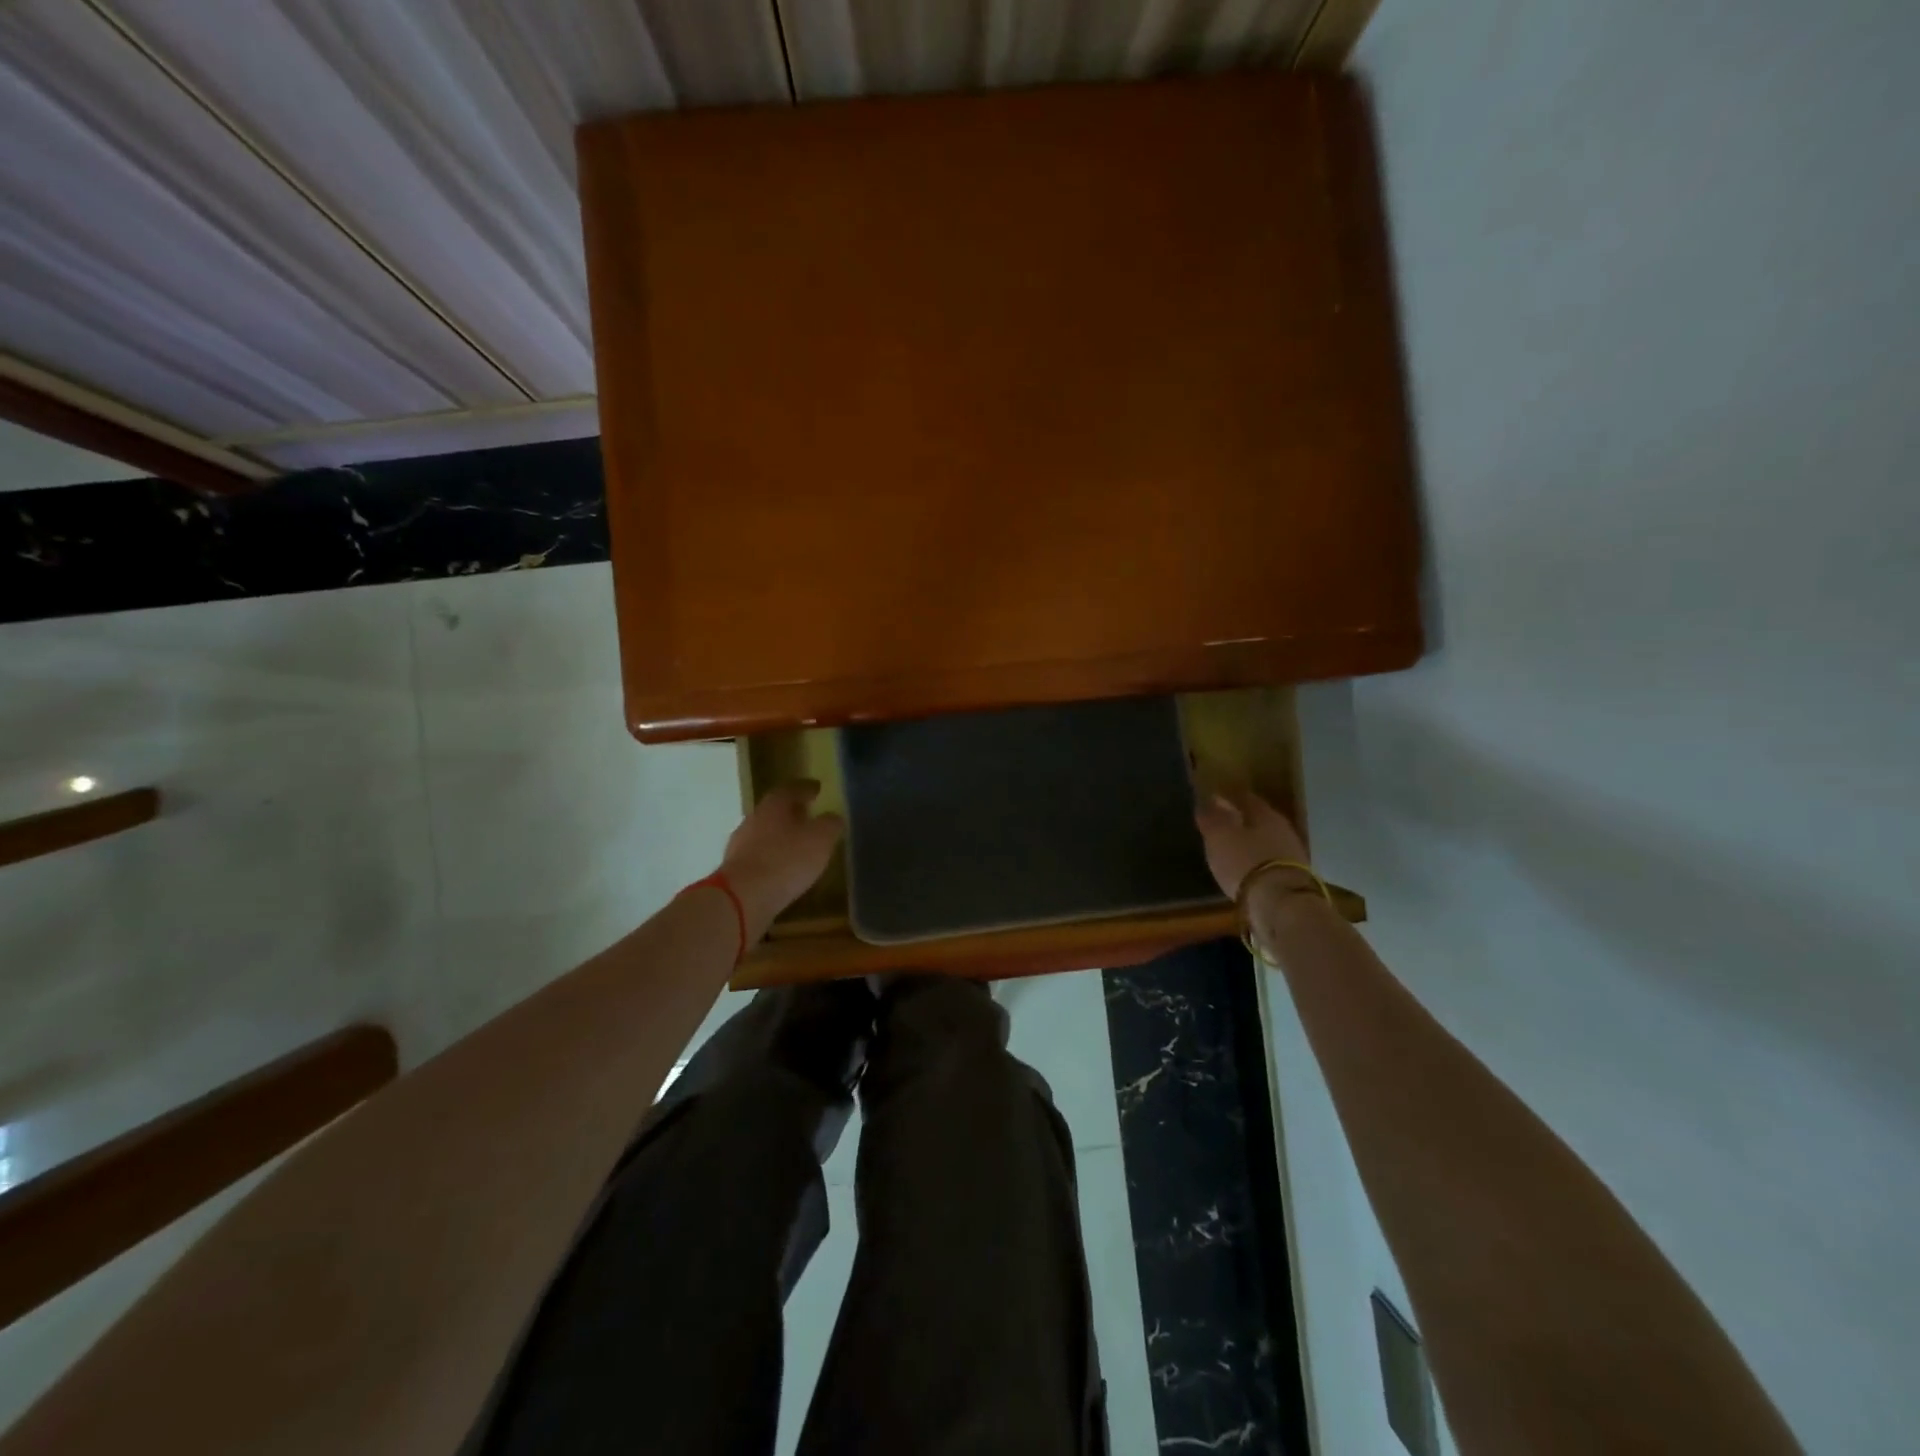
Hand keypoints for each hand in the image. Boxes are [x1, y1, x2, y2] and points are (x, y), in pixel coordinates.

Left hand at [719, 780, 843, 940]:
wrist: (742, 898)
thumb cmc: (786, 860)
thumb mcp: (820, 839)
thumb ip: (830, 824)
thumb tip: (832, 817)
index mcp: (774, 805)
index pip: (792, 788)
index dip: (806, 788)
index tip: (817, 788)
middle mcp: (754, 819)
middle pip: (775, 810)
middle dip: (792, 812)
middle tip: (809, 816)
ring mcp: (740, 845)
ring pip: (765, 834)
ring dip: (781, 837)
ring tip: (799, 846)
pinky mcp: (735, 870)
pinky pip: (759, 857)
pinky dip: (772, 858)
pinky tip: (783, 869)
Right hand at [1193, 787, 1311, 899]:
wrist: (1281, 904)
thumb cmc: (1245, 862)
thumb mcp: (1219, 837)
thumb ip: (1212, 818)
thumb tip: (1208, 800)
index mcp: (1265, 814)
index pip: (1246, 798)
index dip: (1230, 797)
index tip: (1216, 799)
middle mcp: (1283, 830)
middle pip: (1260, 820)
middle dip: (1242, 821)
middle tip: (1223, 825)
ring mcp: (1293, 856)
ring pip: (1267, 842)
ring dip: (1251, 844)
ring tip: (1233, 850)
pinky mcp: (1294, 880)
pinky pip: (1271, 864)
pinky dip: (1258, 864)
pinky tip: (1247, 871)